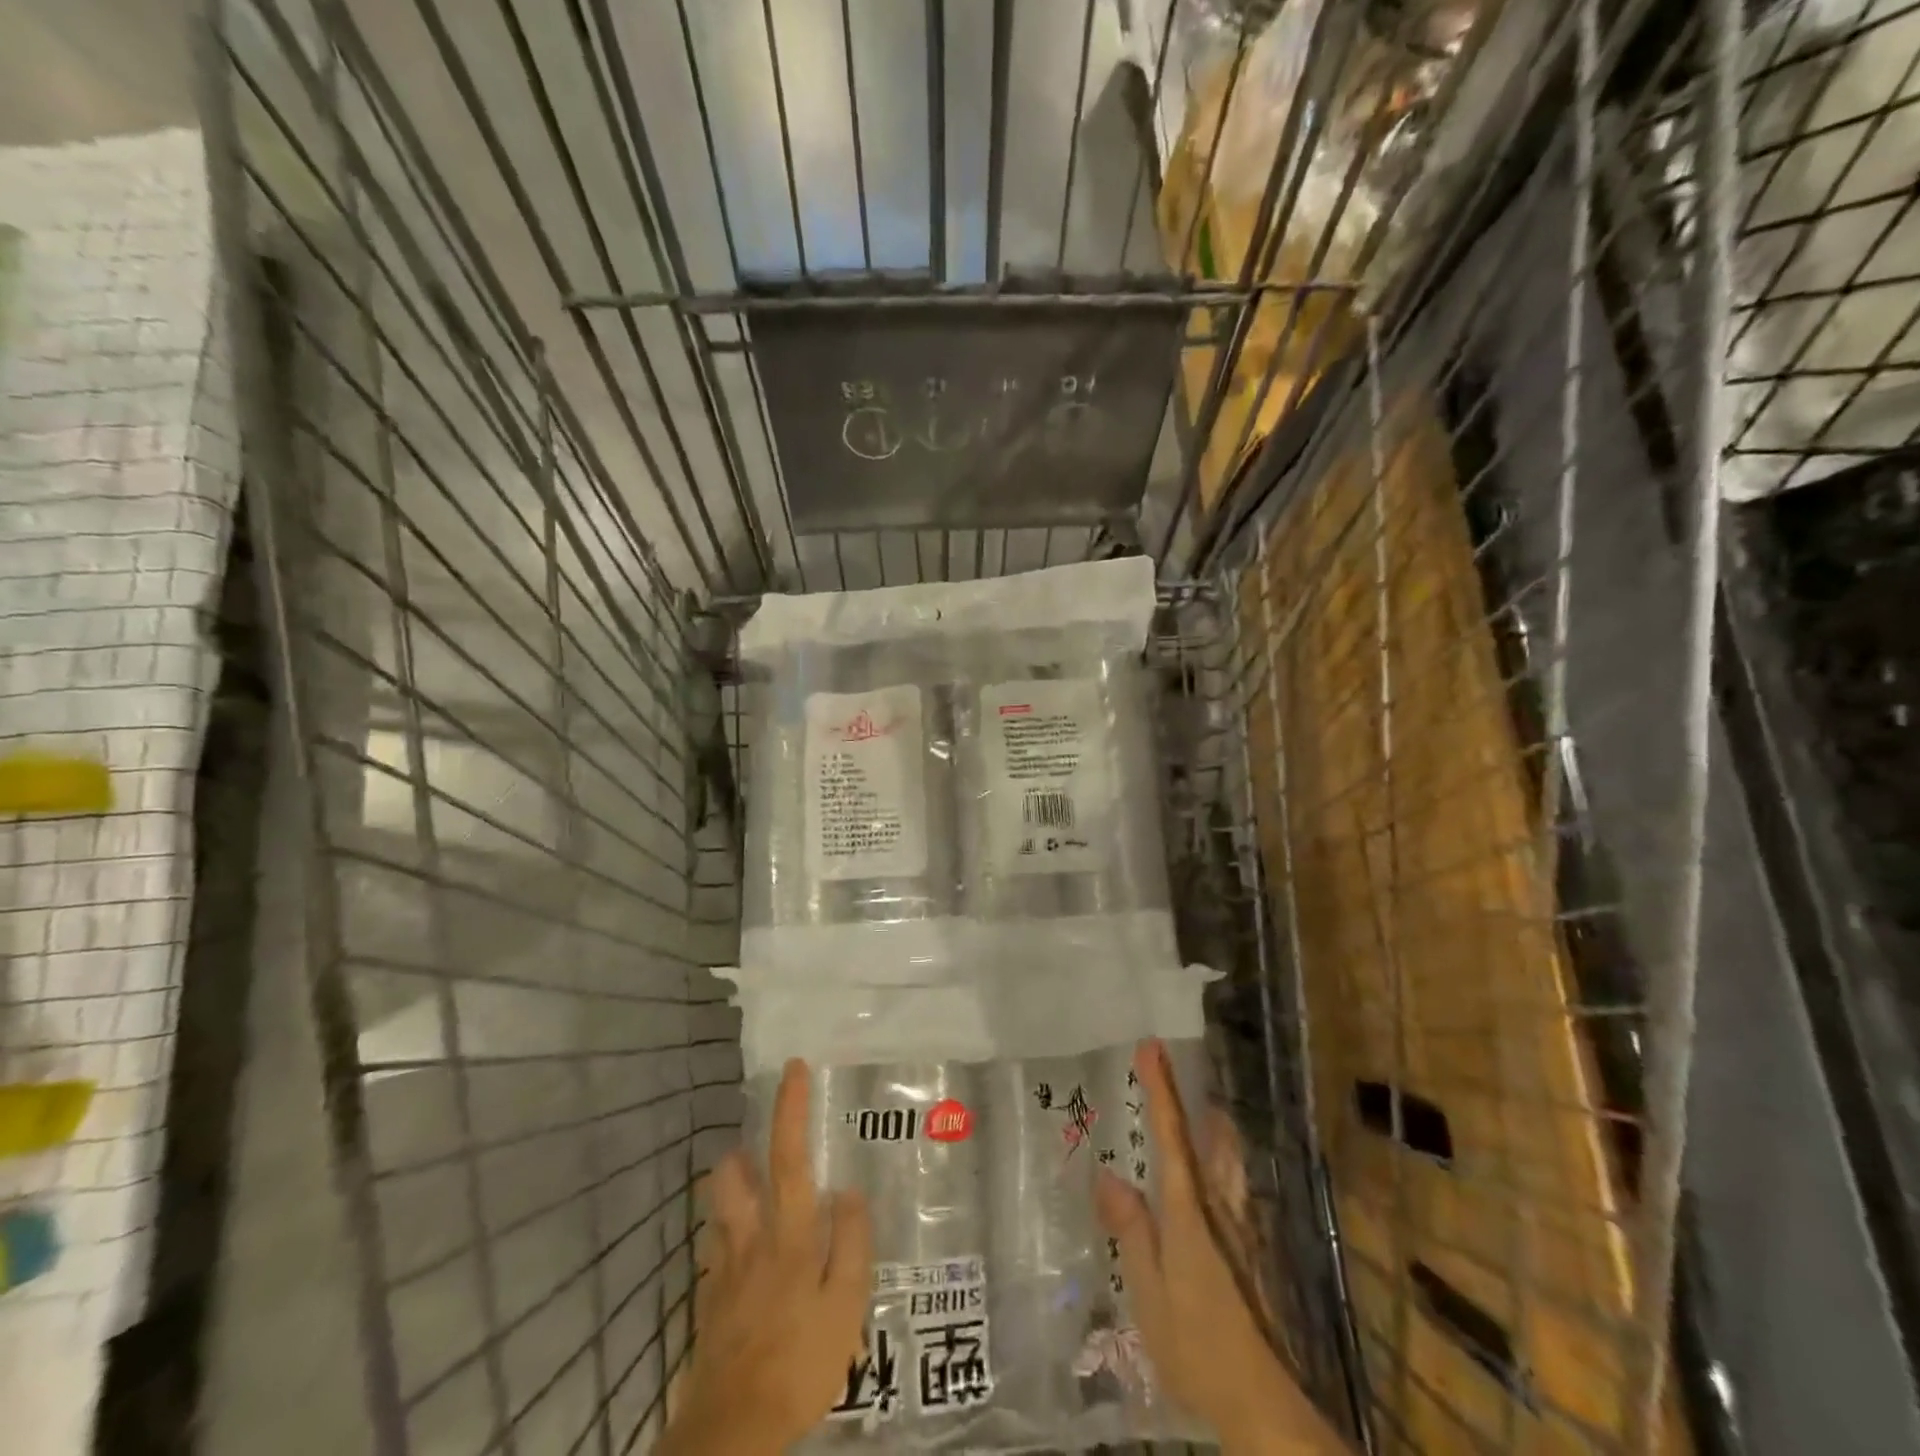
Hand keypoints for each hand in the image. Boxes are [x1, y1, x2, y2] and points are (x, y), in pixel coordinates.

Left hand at [660, 1059, 872, 1455]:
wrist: (731, 1432)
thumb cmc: (799, 1363)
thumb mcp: (846, 1306)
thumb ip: (850, 1242)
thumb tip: (848, 1189)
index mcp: (788, 1234)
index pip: (789, 1156)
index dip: (790, 1109)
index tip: (793, 1068)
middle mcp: (750, 1240)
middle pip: (732, 1176)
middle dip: (743, 1152)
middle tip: (762, 1150)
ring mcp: (723, 1271)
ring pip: (719, 1210)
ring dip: (732, 1191)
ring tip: (756, 1199)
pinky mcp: (709, 1302)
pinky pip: (716, 1253)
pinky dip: (729, 1241)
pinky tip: (747, 1264)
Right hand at [1096, 1040, 1349, 1454]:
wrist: (1262, 1406)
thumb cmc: (1198, 1346)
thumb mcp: (1149, 1291)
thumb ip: (1132, 1230)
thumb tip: (1109, 1173)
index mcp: (1190, 1213)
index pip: (1172, 1138)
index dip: (1161, 1091)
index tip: (1151, 1047)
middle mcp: (1218, 1210)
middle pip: (1211, 1143)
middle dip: (1194, 1104)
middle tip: (1171, 1072)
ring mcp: (1237, 1232)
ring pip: (1224, 1165)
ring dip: (1207, 1132)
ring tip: (1190, 1112)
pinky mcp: (1245, 1255)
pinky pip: (1226, 1191)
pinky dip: (1212, 1166)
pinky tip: (1199, 1183)